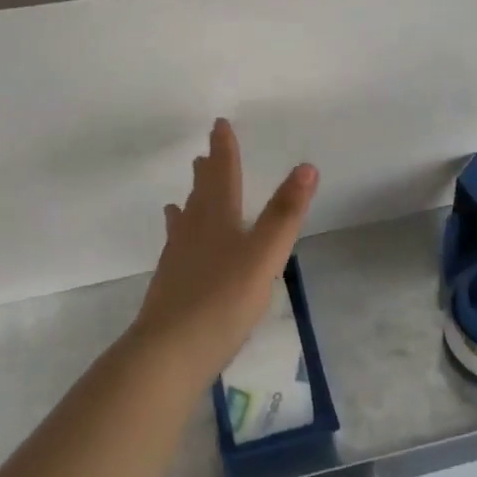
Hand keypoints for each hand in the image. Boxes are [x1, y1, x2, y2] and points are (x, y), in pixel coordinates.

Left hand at [131, 119, 318, 384]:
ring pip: (185, 221)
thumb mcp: (265, 255)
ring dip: (191, 202)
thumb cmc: (223, 299)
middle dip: (207, 173)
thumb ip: (285, 214)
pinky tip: (179, 250)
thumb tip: (306, 166)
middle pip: (201, 194)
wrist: (169, 352)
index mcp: (218, 219)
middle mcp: (193, 232)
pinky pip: (177, 248)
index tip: (219, 125)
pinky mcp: (170, 286)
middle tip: (205, 153)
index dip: (224, 150)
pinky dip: (181, 237)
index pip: (223, 174)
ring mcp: (178, 259)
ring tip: (185, 195)